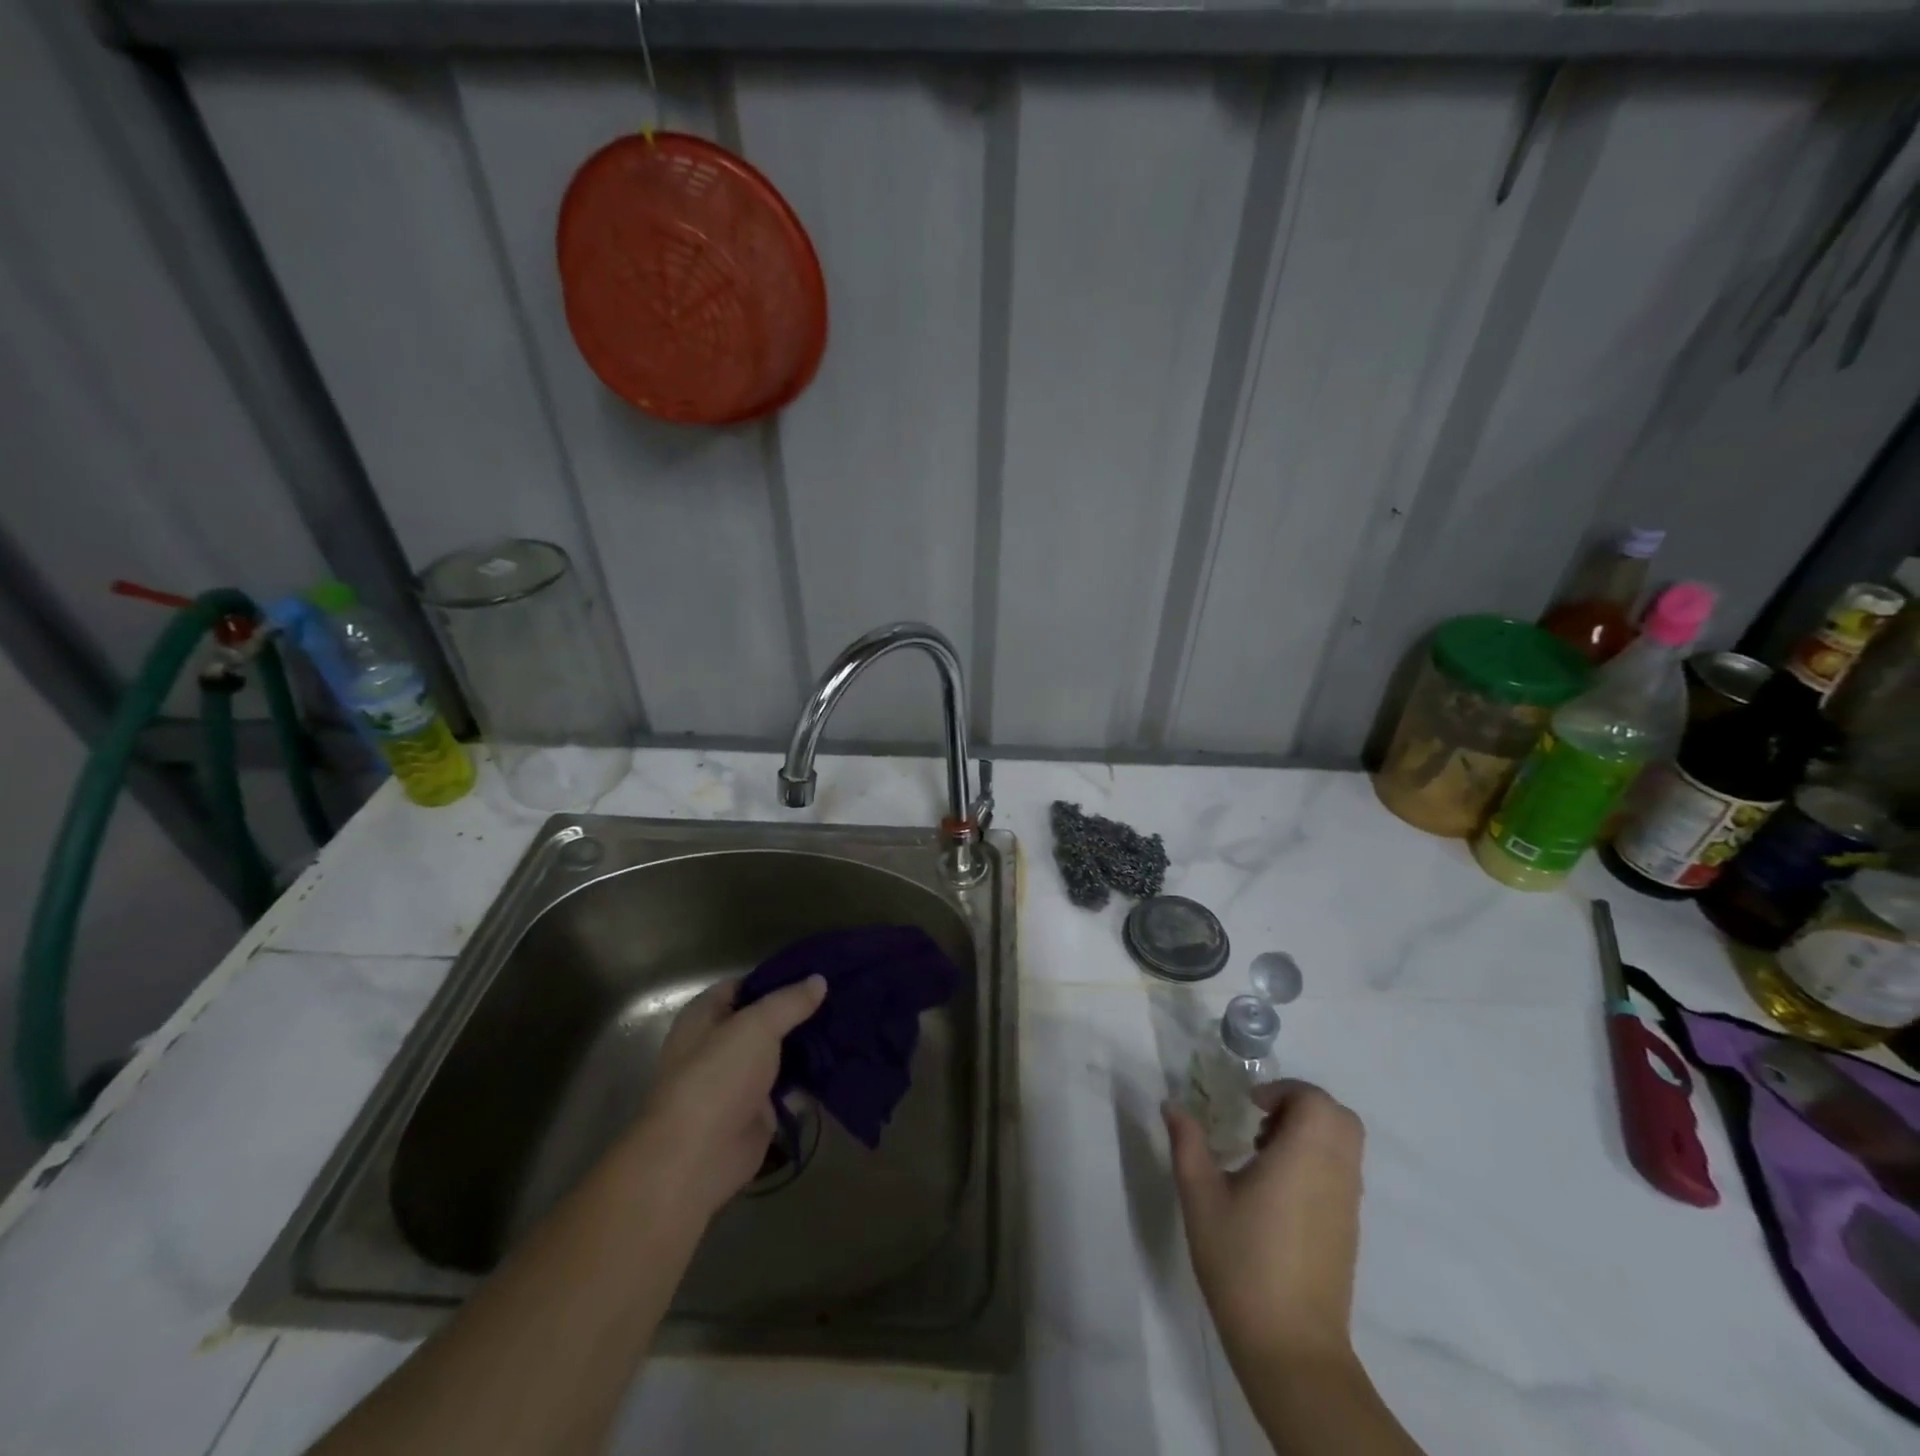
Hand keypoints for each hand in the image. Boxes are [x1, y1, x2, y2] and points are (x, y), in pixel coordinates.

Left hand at [632, 975, 827, 1220]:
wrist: (699, 1157)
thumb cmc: (718, 1077)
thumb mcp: (757, 1026)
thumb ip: (789, 1001)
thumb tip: (819, 979)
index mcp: (706, 1016)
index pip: (745, 985)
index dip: (778, 978)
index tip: (817, 971)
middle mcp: (721, 1043)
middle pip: (767, 1019)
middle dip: (800, 1011)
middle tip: (843, 996)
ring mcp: (741, 1078)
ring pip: (781, 1051)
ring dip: (809, 1044)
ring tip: (849, 1024)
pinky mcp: (759, 1108)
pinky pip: (790, 1084)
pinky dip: (811, 1077)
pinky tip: (842, 1061)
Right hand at [1165, 1079, 1365, 1365]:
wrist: (1291, 1346)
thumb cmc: (1242, 1261)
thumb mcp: (1200, 1196)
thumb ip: (1187, 1143)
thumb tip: (1172, 1104)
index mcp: (1304, 1156)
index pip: (1314, 1099)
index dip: (1283, 1091)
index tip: (1249, 1105)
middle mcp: (1335, 1173)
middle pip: (1338, 1117)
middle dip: (1300, 1105)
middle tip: (1260, 1120)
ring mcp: (1347, 1204)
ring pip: (1344, 1145)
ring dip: (1309, 1133)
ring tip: (1263, 1153)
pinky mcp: (1348, 1230)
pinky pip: (1342, 1173)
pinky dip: (1316, 1160)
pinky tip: (1276, 1190)